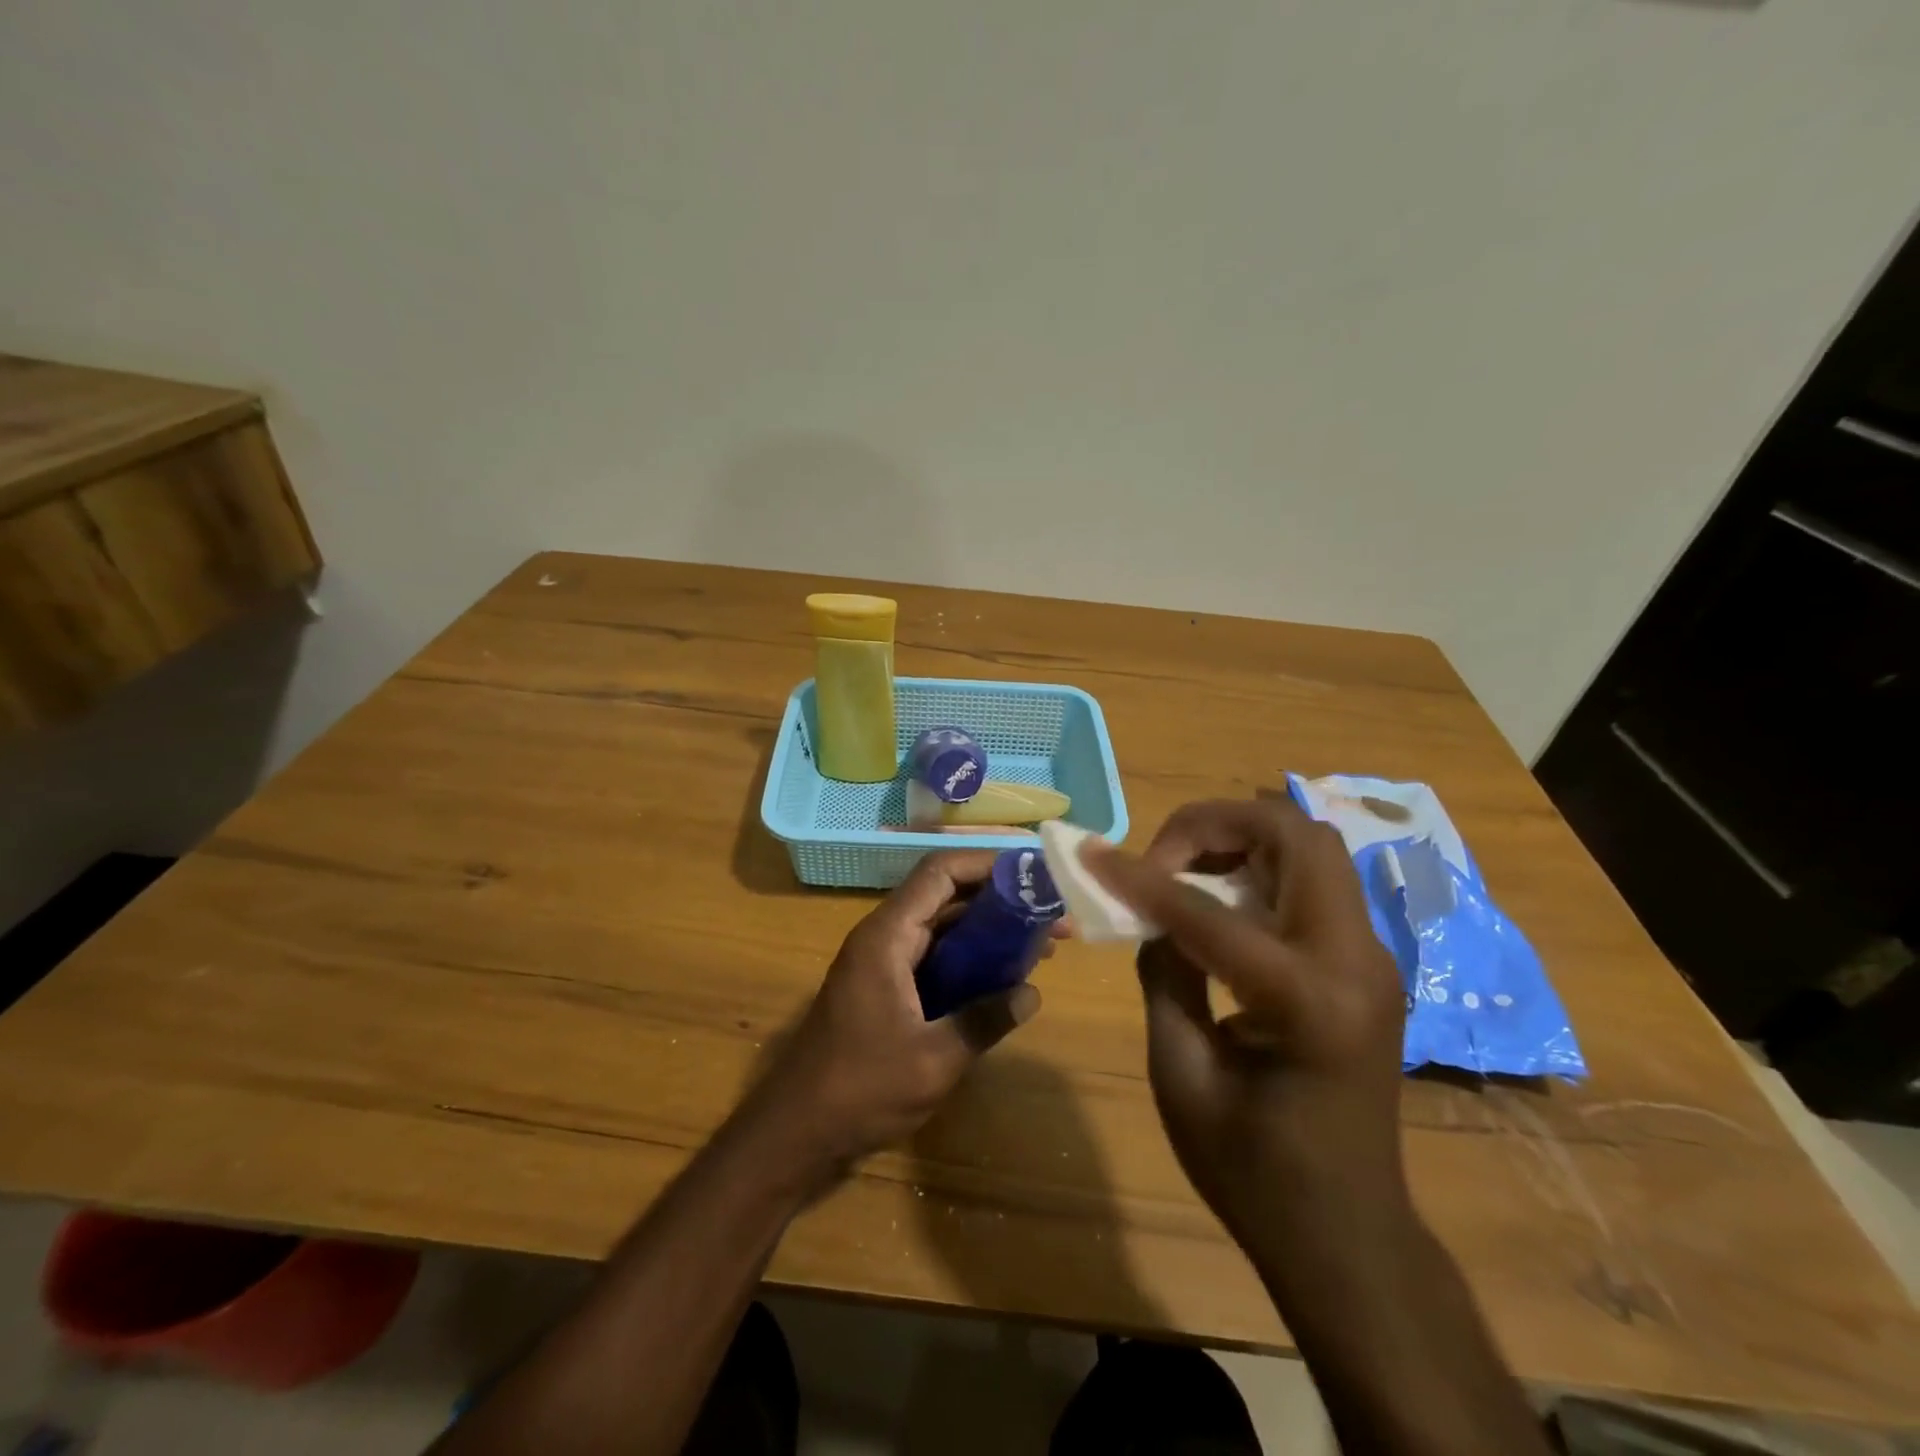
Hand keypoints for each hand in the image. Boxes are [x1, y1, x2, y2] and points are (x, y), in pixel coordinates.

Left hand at [752, 851, 1044, 1178]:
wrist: (795, 1133)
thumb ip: (984, 1021)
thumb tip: (1032, 993)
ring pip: (942, 927)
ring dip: (989, 931)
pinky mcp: (886, 990)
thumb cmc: (859, 1090)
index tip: (1034, 874)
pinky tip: (1004, 979)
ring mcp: (882, 964)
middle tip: (1052, 915)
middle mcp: (884, 938)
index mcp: (887, 937)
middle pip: (946, 896)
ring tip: (1042, 944)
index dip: (987, 864)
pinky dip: (970, 959)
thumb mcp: (933, 1060)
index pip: (939, 873)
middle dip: (1000, 900)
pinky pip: (934, 958)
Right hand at [1087, 797, 1408, 1245]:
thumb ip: (1164, 976)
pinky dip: (1260, 867)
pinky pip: (1314, 882)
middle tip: (1161, 854)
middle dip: (1217, 824)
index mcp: (1309, 1002)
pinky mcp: (1366, 964)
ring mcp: (1372, 959)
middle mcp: (1356, 963)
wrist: (1349, 1236)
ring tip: (1184, 869)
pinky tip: (1218, 899)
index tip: (1093, 855)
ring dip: (1242, 838)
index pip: (1210, 912)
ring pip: (1311, 847)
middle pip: (1297, 836)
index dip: (1142, 879)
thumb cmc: (1254, 1173)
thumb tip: (1151, 914)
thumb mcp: (1182, 1076)